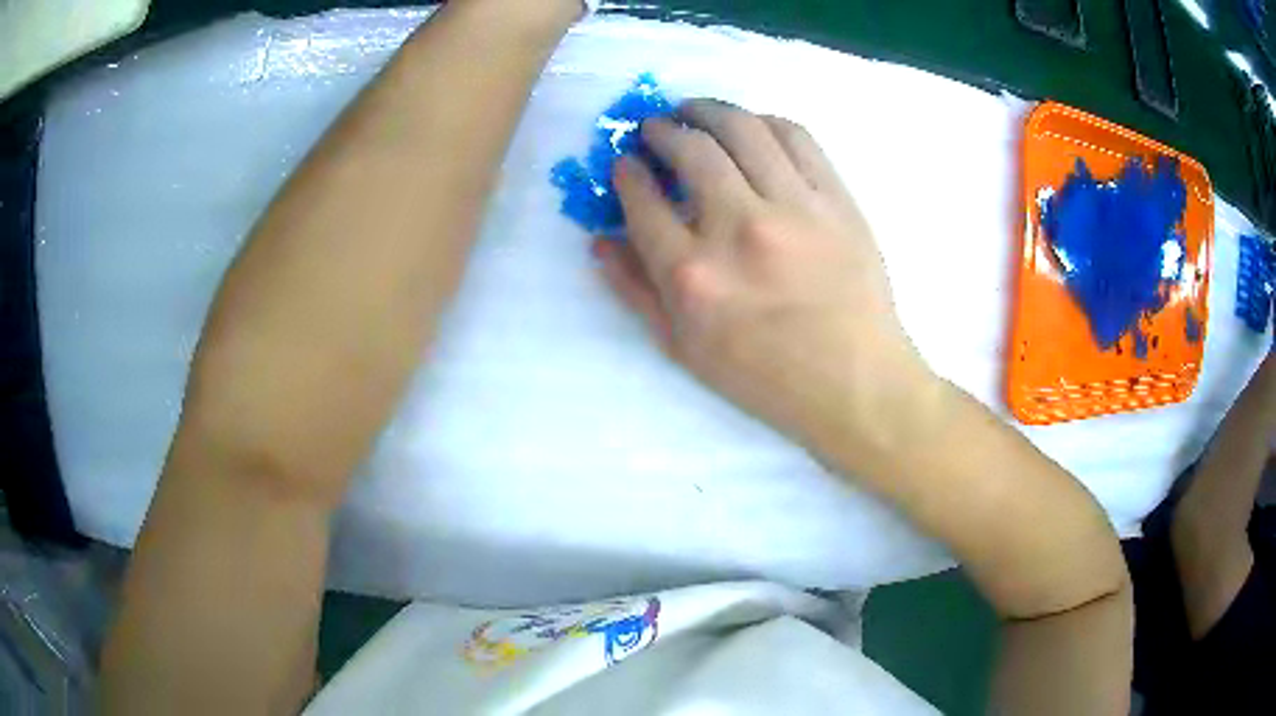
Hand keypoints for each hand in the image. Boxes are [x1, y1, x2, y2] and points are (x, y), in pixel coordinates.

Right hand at [595, 100, 933, 456]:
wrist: (854, 381)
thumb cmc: (764, 375)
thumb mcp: (684, 349)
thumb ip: (635, 291)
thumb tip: (600, 240)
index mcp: (692, 274)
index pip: (642, 199)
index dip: (626, 171)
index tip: (625, 162)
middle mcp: (738, 227)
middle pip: (689, 149)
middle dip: (660, 129)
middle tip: (653, 127)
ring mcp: (793, 206)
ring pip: (741, 128)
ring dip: (707, 109)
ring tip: (693, 110)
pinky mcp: (835, 198)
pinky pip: (796, 136)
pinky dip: (765, 120)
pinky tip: (752, 125)